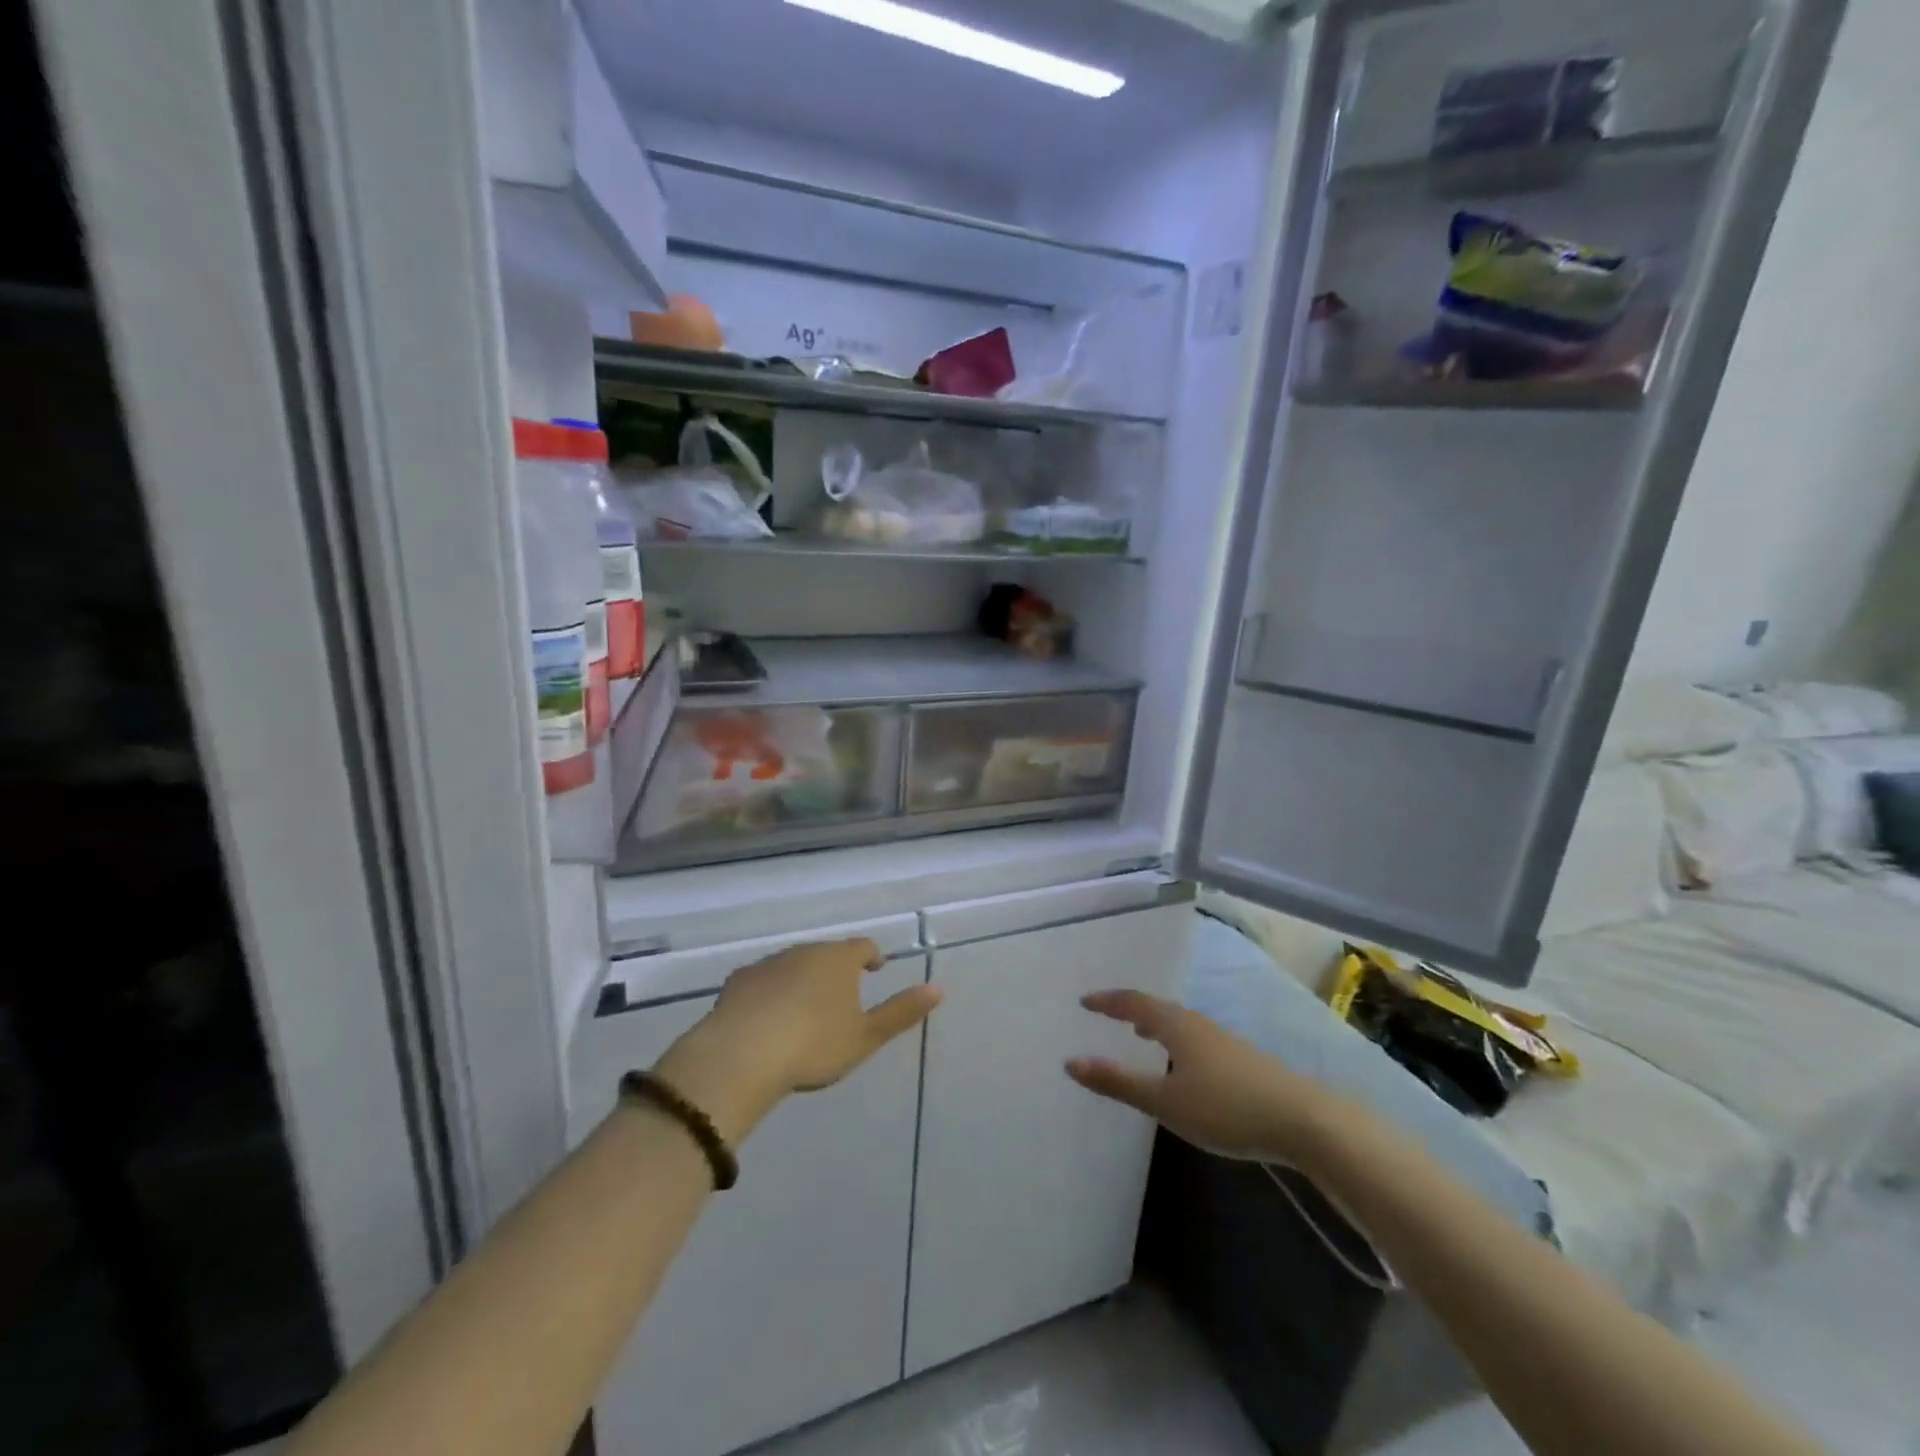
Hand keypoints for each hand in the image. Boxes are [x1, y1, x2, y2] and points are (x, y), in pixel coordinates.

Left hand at [658, 939, 941, 1143]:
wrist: (741, 1055)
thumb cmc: (814, 1045)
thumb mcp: (865, 1036)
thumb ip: (901, 1012)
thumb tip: (938, 989)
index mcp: (838, 960)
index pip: (862, 947)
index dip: (871, 956)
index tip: (875, 968)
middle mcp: (804, 952)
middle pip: (826, 953)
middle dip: (835, 969)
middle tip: (840, 993)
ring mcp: (767, 964)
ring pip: (792, 964)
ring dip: (802, 979)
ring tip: (804, 1007)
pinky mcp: (737, 982)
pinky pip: (761, 981)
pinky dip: (770, 992)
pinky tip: (766, 1016)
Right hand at [1067, 991, 1336, 1163]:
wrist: (1303, 1120)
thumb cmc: (1225, 1107)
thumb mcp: (1165, 1101)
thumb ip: (1119, 1082)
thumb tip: (1071, 1062)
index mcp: (1176, 1026)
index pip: (1134, 1003)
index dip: (1108, 1001)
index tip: (1085, 1001)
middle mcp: (1198, 1024)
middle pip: (1158, 1008)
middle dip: (1131, 1010)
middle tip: (1109, 1013)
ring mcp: (1223, 1040)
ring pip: (1180, 1023)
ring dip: (1155, 1025)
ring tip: (1141, 1035)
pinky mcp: (1242, 1059)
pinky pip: (1195, 1038)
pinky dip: (1176, 1040)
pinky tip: (1183, 1065)